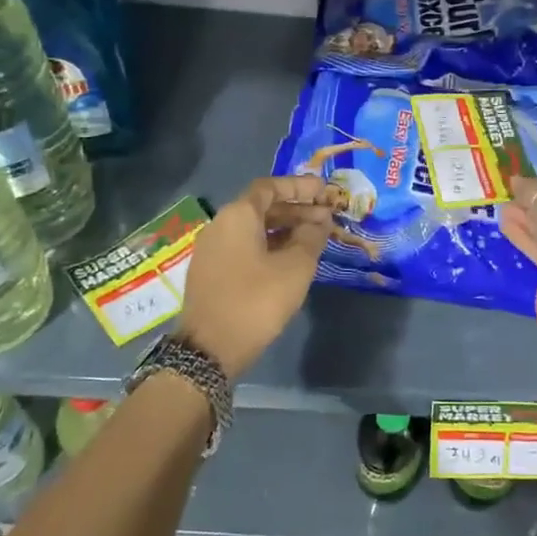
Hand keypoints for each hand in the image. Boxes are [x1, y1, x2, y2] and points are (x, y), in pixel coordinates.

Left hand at [181, 176, 333, 381]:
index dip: (300, 186)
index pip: (271, 187)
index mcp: (238, 215)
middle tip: (327, 218)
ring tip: (314, 238)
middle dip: (297, 209)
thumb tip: (320, 221)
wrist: (209, 349)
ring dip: (285, 229)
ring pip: (254, 228)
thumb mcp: (295, 267)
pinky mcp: (212, 272)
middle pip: (262, 207)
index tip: (324, 192)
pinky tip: (290, 259)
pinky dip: (269, 245)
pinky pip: (245, 246)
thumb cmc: (256, 300)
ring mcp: (213, 249)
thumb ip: (311, 237)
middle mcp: (221, 225)